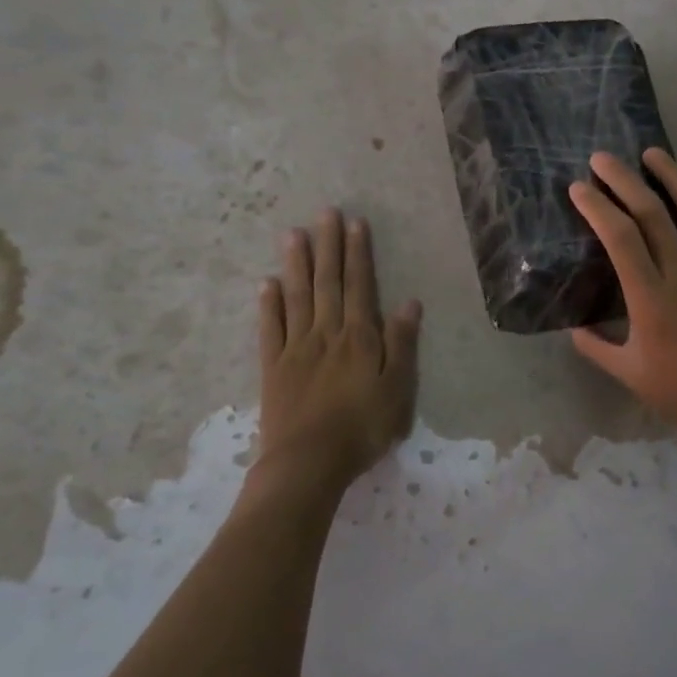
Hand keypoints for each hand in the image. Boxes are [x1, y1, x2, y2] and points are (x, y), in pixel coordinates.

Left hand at [243, 208, 421, 510]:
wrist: (307, 463)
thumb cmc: (362, 428)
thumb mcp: (398, 390)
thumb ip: (402, 345)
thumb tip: (409, 303)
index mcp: (360, 338)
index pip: (360, 286)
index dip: (358, 254)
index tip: (356, 223)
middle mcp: (327, 334)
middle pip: (328, 283)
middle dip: (328, 246)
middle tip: (325, 213)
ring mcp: (296, 349)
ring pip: (297, 297)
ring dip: (297, 264)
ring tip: (293, 234)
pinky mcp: (273, 368)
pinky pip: (270, 329)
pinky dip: (268, 304)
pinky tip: (267, 283)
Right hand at [568, 150, 676, 448]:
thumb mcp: (630, 374)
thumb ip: (596, 347)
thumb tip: (573, 326)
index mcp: (652, 298)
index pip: (620, 237)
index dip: (597, 207)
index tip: (578, 188)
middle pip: (652, 212)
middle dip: (624, 179)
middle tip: (603, 157)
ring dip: (673, 175)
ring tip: (653, 153)